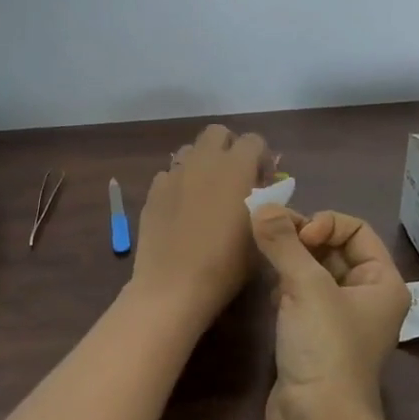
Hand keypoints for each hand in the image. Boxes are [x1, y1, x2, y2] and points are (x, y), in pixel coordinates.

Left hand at [130, 125, 270, 323]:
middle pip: (217, 134)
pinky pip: (170, 174)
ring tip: (207, 193)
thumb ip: (265, 203)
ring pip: (190, 150)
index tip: (263, 183)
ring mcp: (174, 173)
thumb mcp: (259, 234)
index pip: (253, 140)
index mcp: (236, 167)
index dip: (261, 158)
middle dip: (229, 149)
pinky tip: (183, 210)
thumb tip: (261, 191)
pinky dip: (180, 184)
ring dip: (202, 163)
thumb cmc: (227, 264)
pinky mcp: (153, 190)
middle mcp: (204, 161)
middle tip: (235, 179)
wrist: (174, 286)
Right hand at [252, 207, 409, 419]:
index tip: (298, 238)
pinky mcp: (314, 336)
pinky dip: (284, 286)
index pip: (355, 229)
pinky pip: (300, 295)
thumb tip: (260, 205)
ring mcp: (340, 318)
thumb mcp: (305, 287)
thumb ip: (283, 243)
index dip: (325, 224)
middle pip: (333, 247)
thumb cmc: (325, 348)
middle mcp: (366, 296)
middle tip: (268, 236)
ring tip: (266, 261)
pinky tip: (269, 295)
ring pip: (313, 271)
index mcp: (381, 282)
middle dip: (301, 238)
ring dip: (290, 260)